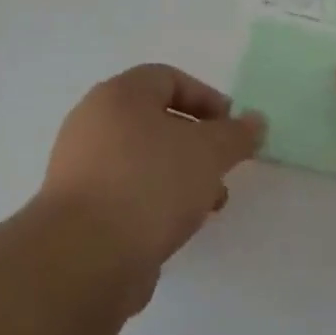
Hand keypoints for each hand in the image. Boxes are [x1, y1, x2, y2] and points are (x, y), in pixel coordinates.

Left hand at [38, 63, 265, 280]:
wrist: (85, 256)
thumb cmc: (150, 184)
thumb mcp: (209, 152)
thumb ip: (237, 134)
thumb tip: (255, 121)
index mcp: (118, 95)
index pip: (167, 78)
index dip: (207, 98)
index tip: (233, 129)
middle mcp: (93, 123)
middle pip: (155, 120)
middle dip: (197, 143)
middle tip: (223, 167)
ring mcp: (81, 167)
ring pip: (143, 160)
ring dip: (180, 176)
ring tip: (208, 205)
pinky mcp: (79, 209)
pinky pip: (127, 192)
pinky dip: (155, 201)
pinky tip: (176, 227)